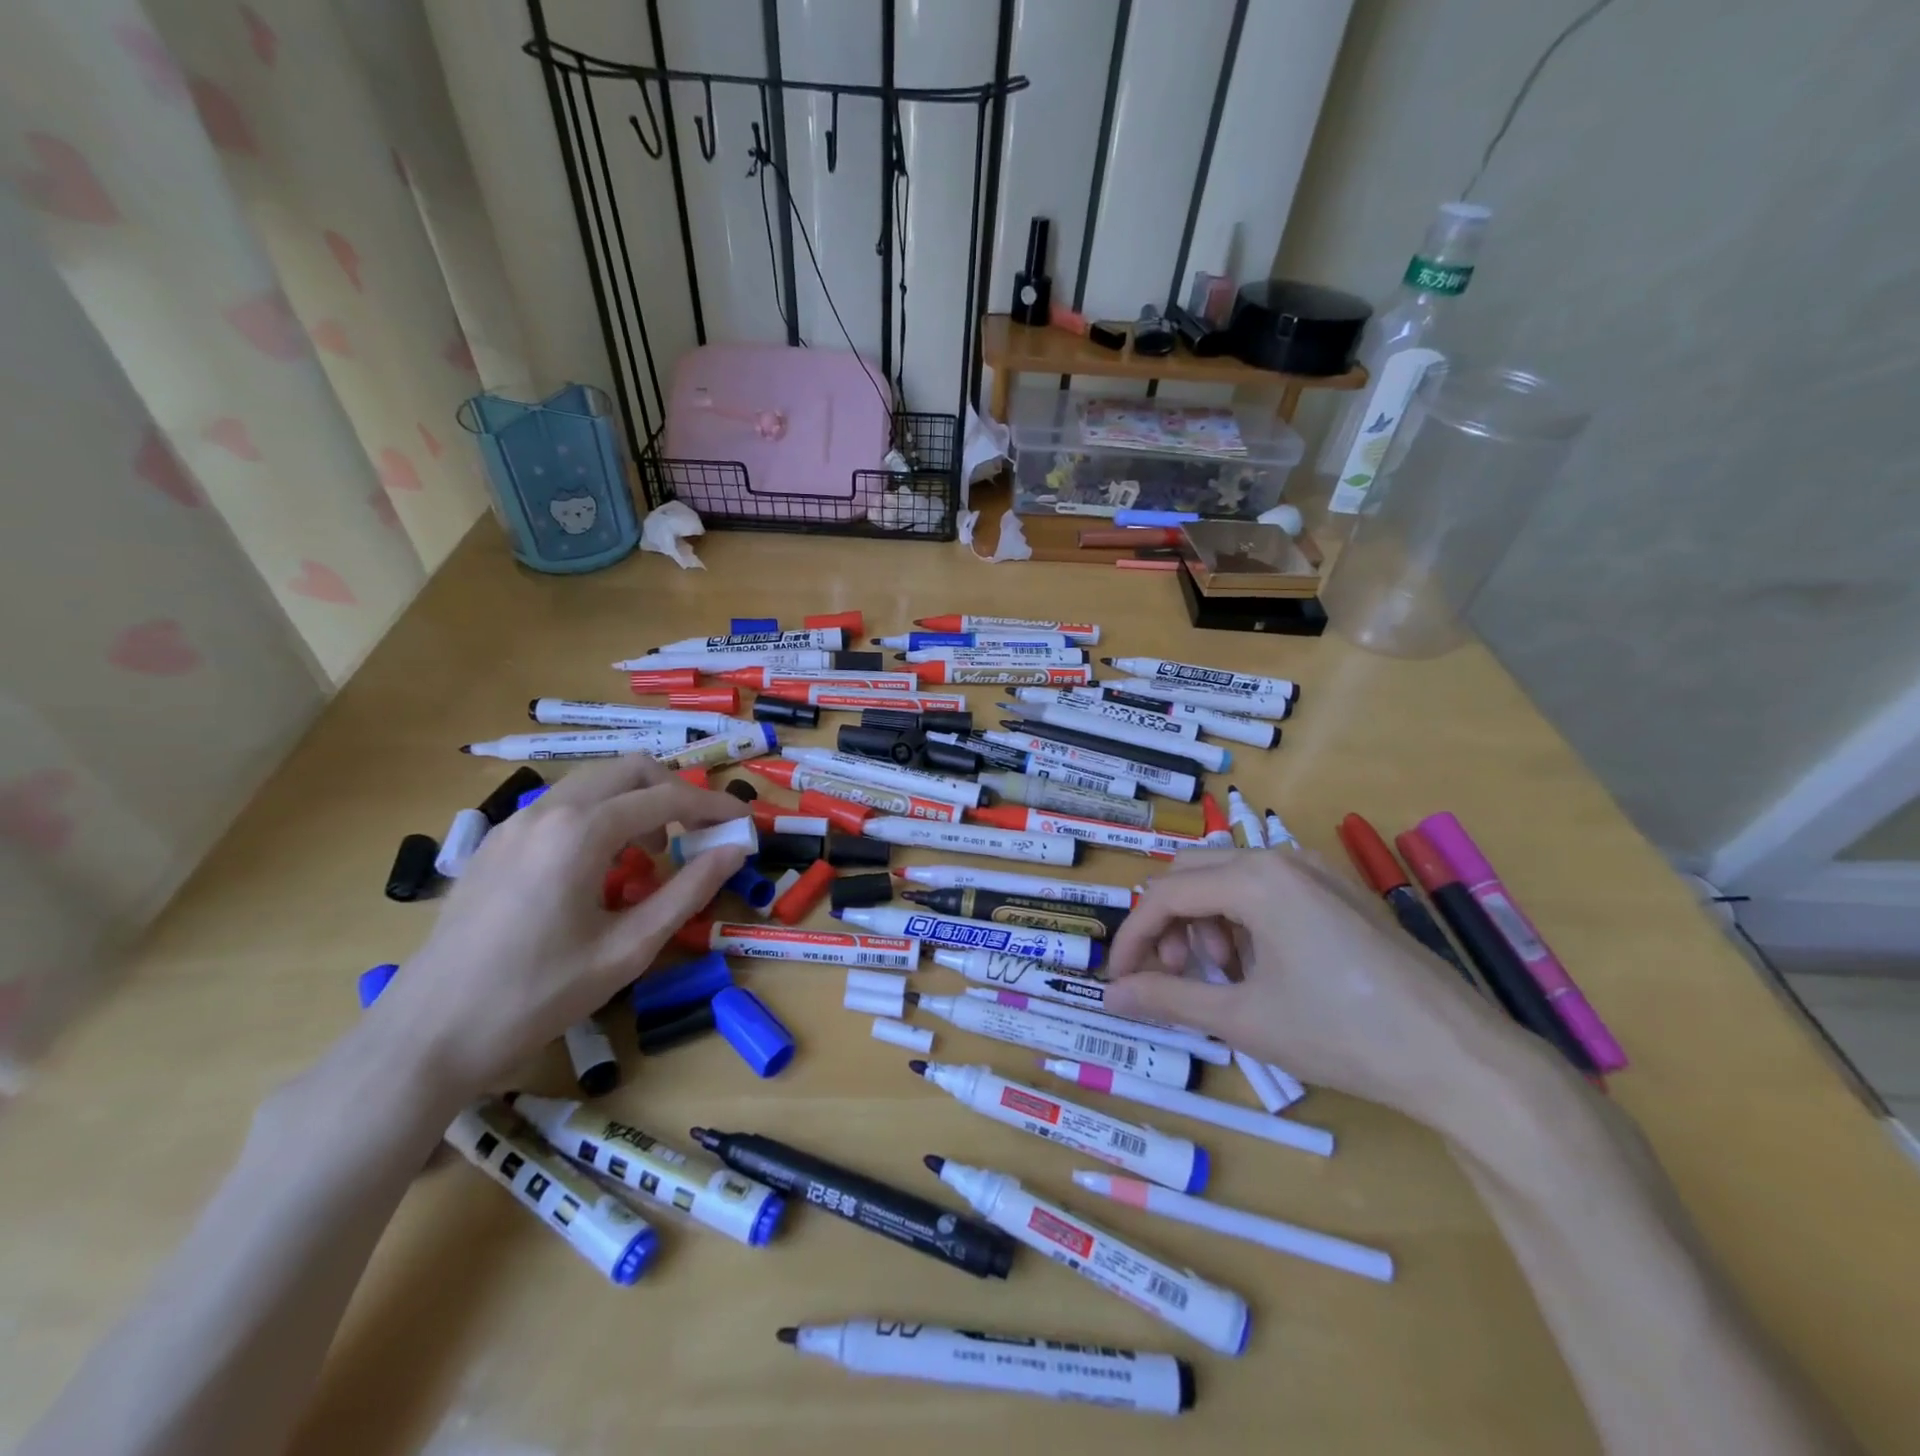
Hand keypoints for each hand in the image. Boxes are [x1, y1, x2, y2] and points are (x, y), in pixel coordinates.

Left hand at [365, 755, 747, 1100]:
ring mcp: (512, 824)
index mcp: (581, 832)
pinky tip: (600, 869)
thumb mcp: (628, 948)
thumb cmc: (537, 996)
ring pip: (592, 784)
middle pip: (628, 770)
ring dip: (635, 803)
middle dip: (674, 792)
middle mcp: (546, 811)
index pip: (666, 797)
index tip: (744, 824)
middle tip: (699, 833)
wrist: (426, 1036)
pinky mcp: (494, 845)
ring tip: (653, 854)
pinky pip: (561, 808)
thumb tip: (735, 851)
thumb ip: (687, 891)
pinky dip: (598, 817)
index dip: (713, 807)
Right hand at [1102, 848, 1524, 1119]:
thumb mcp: (1243, 1018)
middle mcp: (1281, 857)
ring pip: (1229, 878)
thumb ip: (1168, 997)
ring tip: (1226, 978)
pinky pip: (1268, 889)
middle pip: (1192, 873)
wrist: (1460, 1059)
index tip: (1119, 981)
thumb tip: (1111, 996)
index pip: (1165, 896)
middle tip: (1176, 975)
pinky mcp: (1339, 890)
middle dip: (1170, 924)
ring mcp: (1316, 870)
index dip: (1133, 939)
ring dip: (1206, 921)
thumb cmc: (1342, 1034)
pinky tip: (1264, 968)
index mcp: (1255, 879)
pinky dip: (1244, 920)